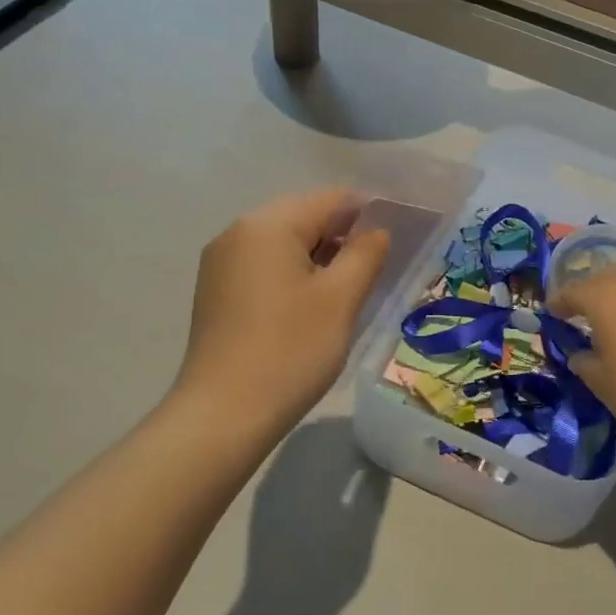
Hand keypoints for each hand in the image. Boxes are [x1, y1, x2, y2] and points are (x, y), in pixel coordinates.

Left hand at [176, 188, 389, 436]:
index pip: (330, 199)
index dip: (369, 213)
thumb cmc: (290, 350)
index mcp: (267, 225)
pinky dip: (294, 274)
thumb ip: (366, 254)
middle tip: (378, 268)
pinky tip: (313, 305)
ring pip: (284, 243)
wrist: (223, 415)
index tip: (398, 239)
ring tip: (350, 289)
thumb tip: (377, 231)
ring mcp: (221, 263)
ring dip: (320, 257)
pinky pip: (265, 266)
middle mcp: (238, 232)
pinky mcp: (216, 292)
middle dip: (343, 235)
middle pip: (304, 217)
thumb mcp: (340, 299)